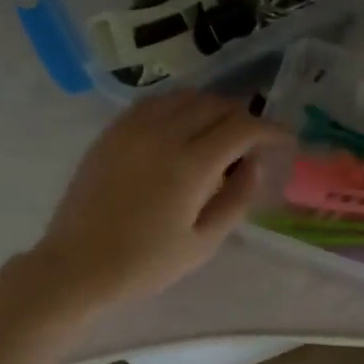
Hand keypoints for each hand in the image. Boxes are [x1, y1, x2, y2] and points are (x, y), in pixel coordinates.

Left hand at [18, 91, 290, 315]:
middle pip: (216, 105)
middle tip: (253, 143)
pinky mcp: (112, 132)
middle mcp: (163, 133)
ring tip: (220, 134)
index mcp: (190, 164)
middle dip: (243, 117)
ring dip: (212, 108)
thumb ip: (237, 199)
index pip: (242, 127)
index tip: (286, 140)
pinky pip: (155, 103)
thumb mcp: (203, 242)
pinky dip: (179, 107)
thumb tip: (254, 166)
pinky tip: (182, 130)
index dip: (271, 129)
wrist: (78, 266)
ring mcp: (133, 128)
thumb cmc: (145, 264)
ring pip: (185, 97)